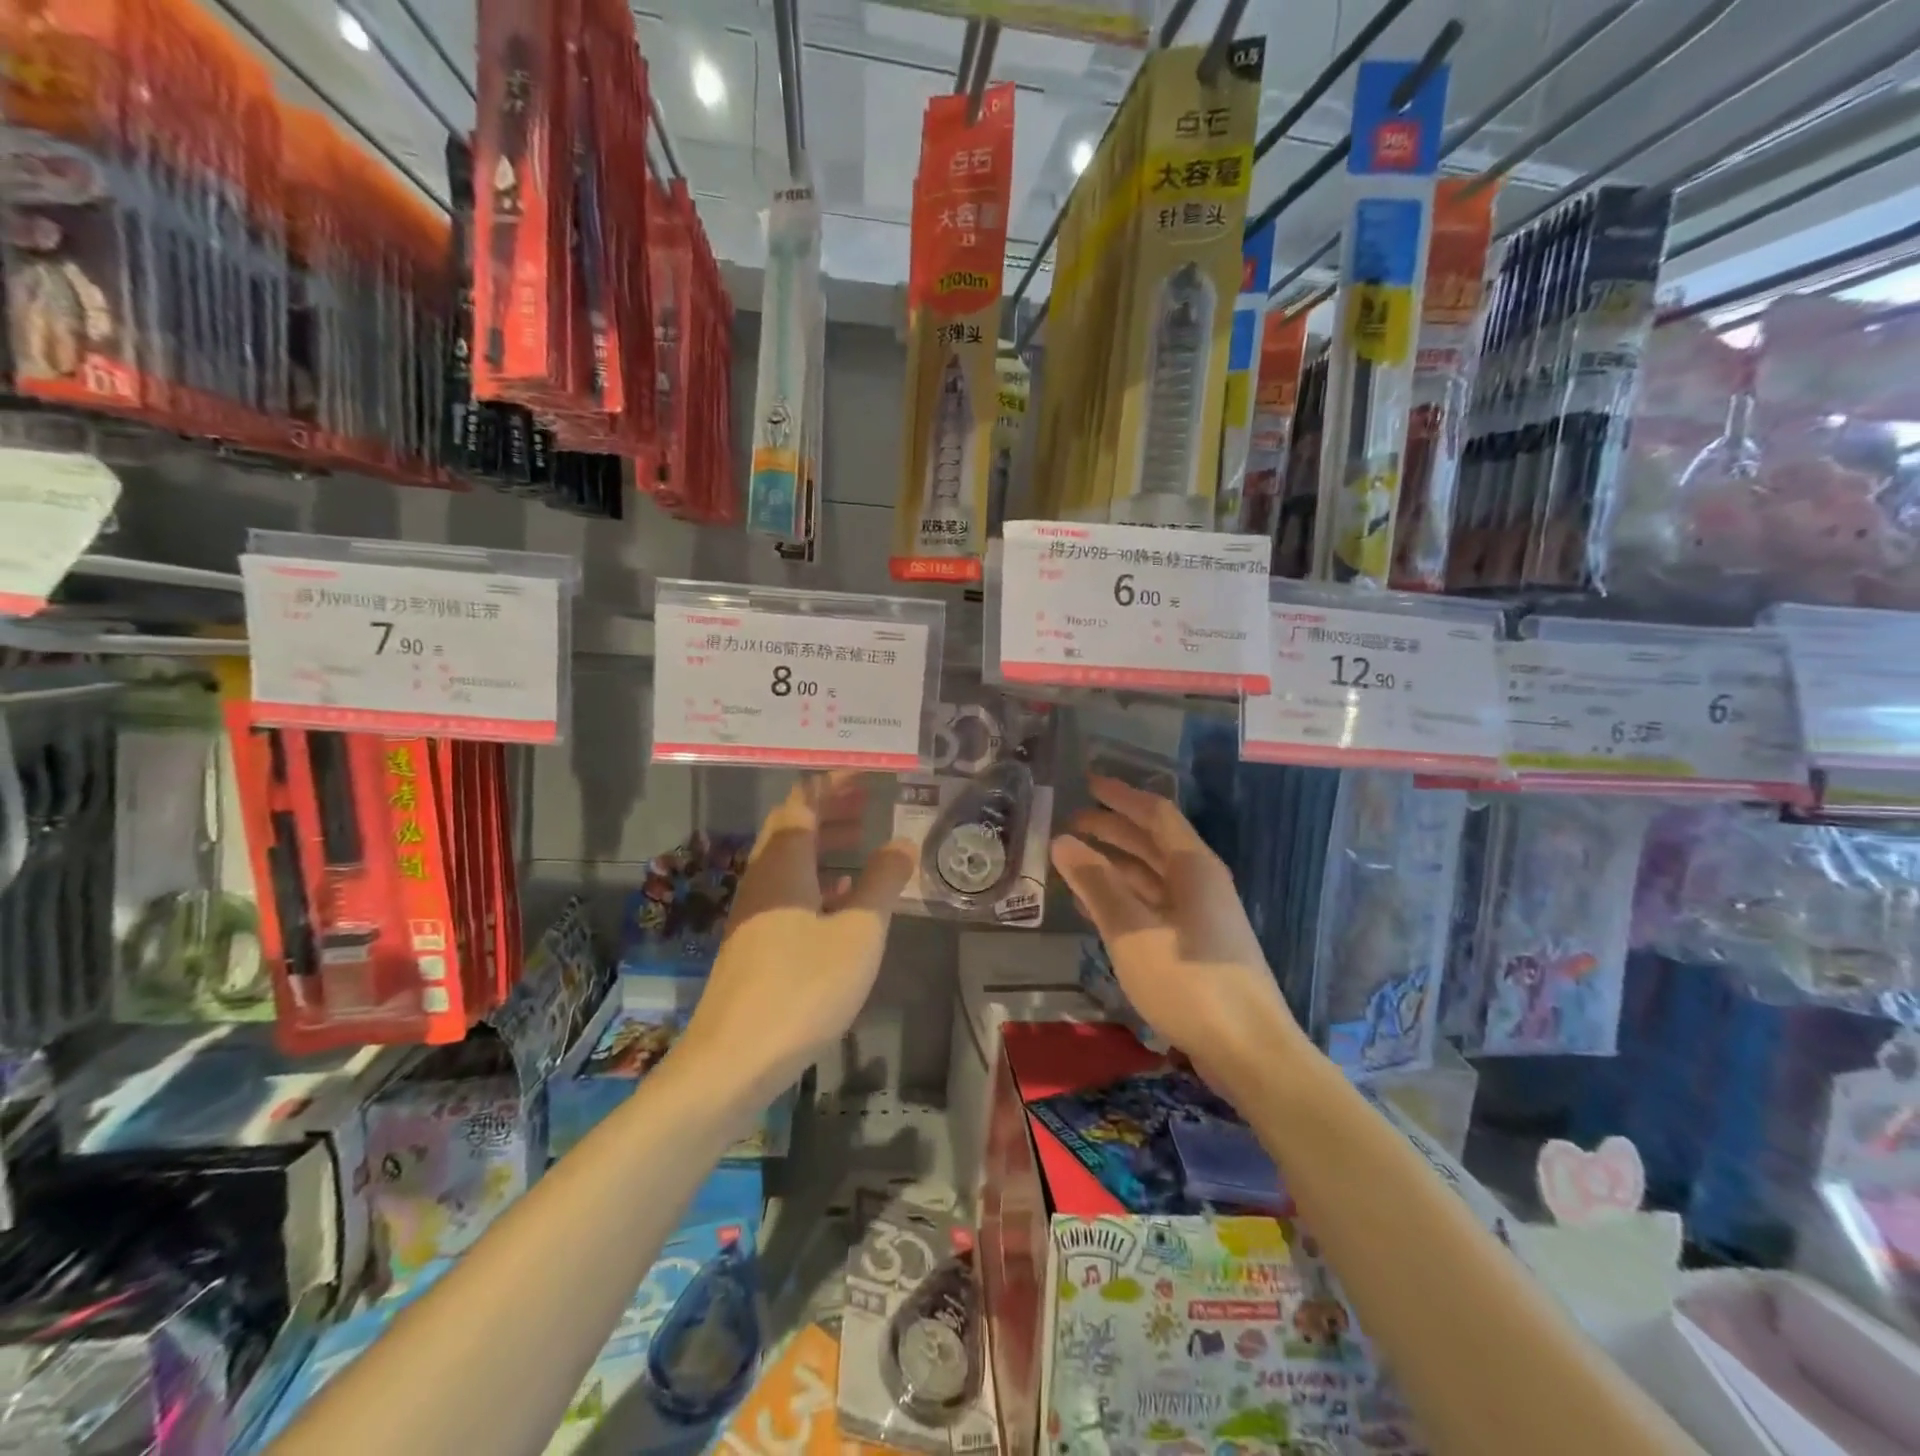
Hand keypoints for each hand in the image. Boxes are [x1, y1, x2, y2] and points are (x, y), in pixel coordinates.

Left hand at [681, 774, 915, 1094]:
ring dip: (823, 842)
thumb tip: (902, 841)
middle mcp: (763, 877)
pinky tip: (841, 897)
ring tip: (862, 840)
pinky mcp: (753, 940)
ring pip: (789, 859)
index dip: (833, 782)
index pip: (804, 801)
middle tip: (868, 801)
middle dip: (829, 807)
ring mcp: (753, 910)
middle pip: (792, 825)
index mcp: (784, 863)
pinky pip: (786, 890)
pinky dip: (816, 878)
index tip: (867, 773)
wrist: (733, 1061)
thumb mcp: (859, 932)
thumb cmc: (803, 988)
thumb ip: (883, 882)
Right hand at [1051, 776, 1307, 1098]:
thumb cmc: (1189, 982)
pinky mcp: (1198, 945)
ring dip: (1116, 865)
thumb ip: (1096, 884)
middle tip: (1073, 824)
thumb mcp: (1132, 931)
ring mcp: (1202, 915)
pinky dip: (1126, 898)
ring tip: (1076, 863)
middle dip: (1114, 829)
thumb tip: (1063, 841)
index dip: (1121, 796)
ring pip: (1153, 877)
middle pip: (1153, 842)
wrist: (1251, 1051)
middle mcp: (1201, 882)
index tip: (1088, 784)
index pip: (1155, 813)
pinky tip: (1098, 909)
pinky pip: (1155, 906)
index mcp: (1193, 867)